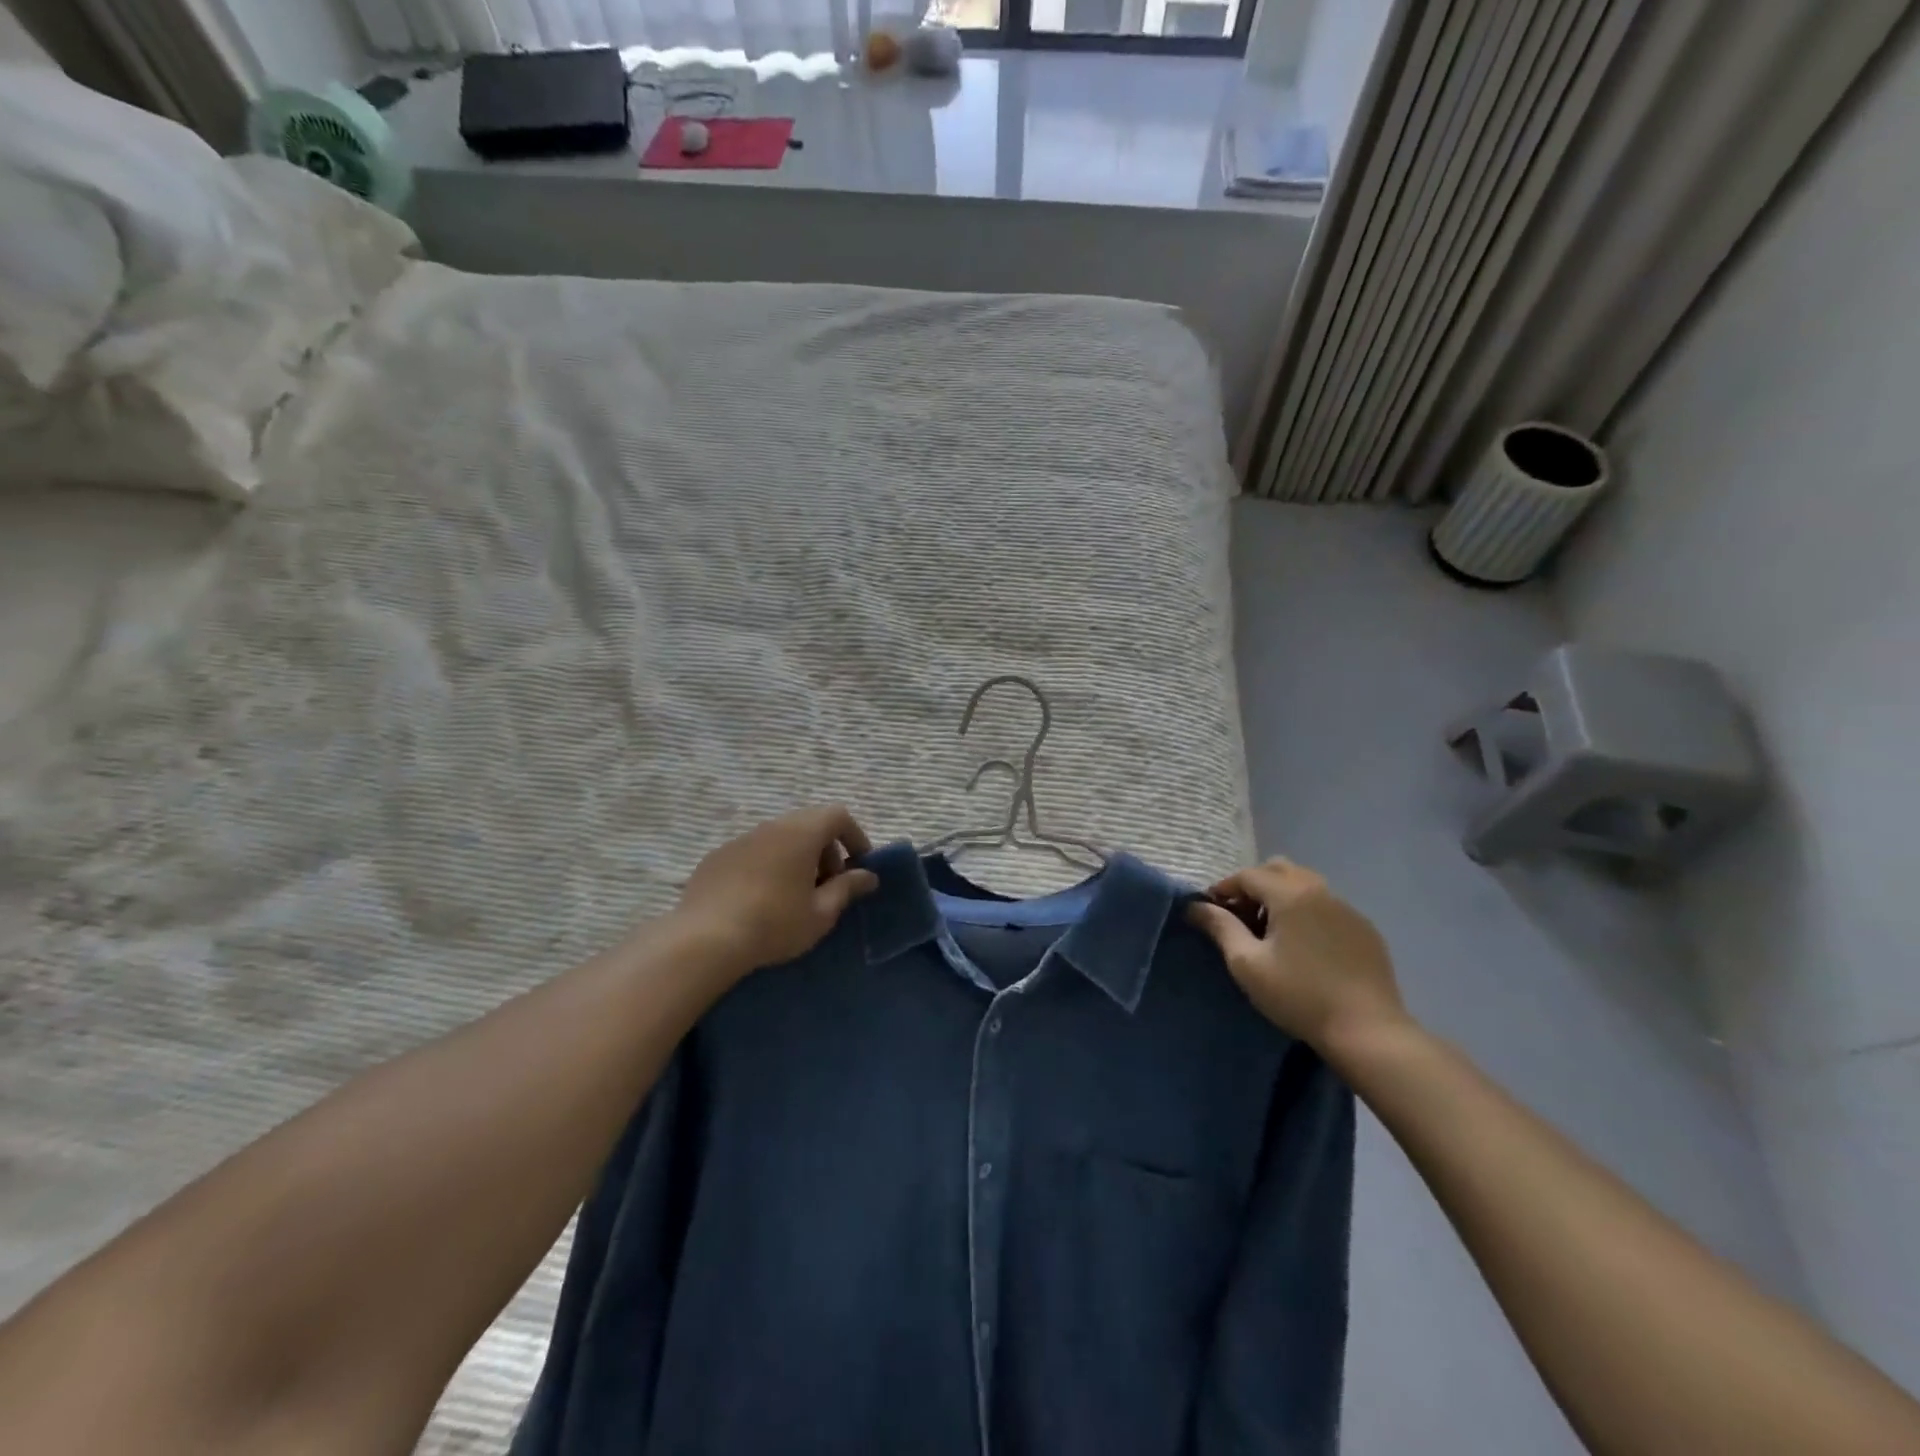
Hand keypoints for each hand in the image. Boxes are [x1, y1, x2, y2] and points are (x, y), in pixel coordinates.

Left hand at [673, 805, 878, 976]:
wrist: (705, 939)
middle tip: (828, 885)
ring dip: (796, 857)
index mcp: (801, 833)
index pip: (838, 815)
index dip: (855, 836)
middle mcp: (771, 827)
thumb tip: (868, 876)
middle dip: (826, 850)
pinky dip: (767, 865)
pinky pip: (753, 852)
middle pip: (808, 824)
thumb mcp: (821, 913)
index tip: (858, 865)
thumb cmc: (774, 924)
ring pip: (779, 837)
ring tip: (795, 895)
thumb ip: (847, 889)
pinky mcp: (716, 857)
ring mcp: (740, 840)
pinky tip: (760, 900)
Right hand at [1187, 857, 1407, 1055]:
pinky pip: (1327, 906)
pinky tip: (1304, 946)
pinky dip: (1307, 912)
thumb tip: (1195, 907)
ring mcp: (1347, 909)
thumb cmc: (1299, 995)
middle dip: (1254, 885)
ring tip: (1270, 931)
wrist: (1367, 1031)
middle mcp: (1321, 891)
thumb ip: (1220, 928)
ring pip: (1306, 884)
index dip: (1223, 888)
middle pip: (1279, 870)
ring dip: (1281, 896)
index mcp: (1290, 894)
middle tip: (1241, 916)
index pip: (1248, 875)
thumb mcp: (1247, 964)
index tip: (1210, 910)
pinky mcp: (1365, 929)